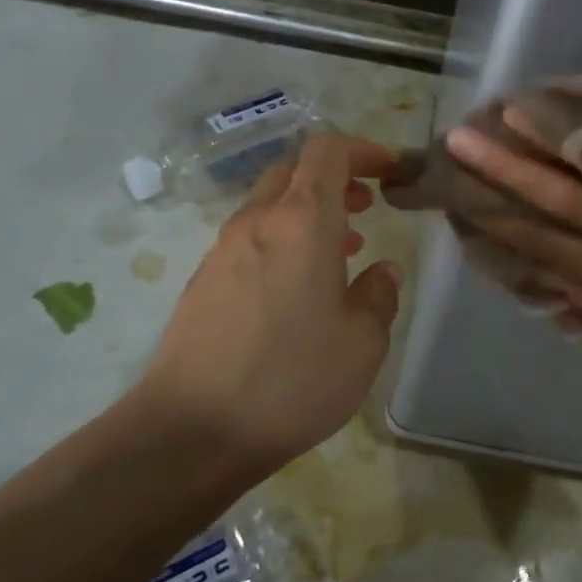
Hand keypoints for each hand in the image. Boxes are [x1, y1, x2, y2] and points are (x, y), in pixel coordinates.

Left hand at [124, 135, 402, 475]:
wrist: (190, 431)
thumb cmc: (290, 380)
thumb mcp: (363, 343)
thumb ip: (380, 295)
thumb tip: (382, 271)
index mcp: (303, 221)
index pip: (328, 151)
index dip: (364, 150)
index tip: (391, 171)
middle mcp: (258, 221)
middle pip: (295, 170)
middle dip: (336, 179)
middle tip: (367, 208)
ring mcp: (223, 249)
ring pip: (271, 204)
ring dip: (310, 212)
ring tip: (344, 250)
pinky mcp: (203, 281)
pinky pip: (251, 238)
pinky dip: (283, 240)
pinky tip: (299, 289)